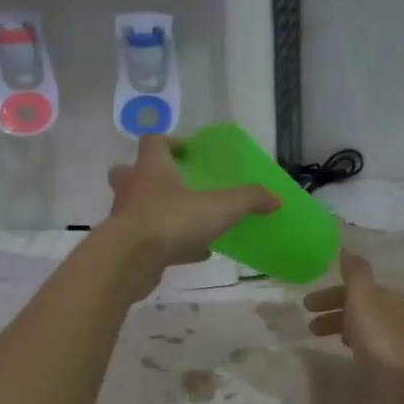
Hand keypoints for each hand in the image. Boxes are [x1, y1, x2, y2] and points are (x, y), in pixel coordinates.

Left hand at [103, 136, 278, 292]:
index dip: (170, 142)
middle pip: (131, 172)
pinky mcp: (128, 248)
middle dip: (151, 176)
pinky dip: (172, 244)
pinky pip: (151, 241)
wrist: (129, 261)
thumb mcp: (220, 207)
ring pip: (140, 209)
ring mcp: (127, 219)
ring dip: (161, 212)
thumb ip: (248, 199)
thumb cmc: (171, 220)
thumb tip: (275, 198)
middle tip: (176, 184)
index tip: (188, 152)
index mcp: (152, 168)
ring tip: (192, 222)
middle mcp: (134, 188)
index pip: (154, 142)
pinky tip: (197, 253)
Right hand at [304, 250, 403, 386]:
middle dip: (334, 312)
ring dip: (343, 328)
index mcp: (388, 295)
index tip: (306, 305)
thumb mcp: (363, 298)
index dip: (330, 294)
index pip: (356, 287)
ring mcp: (401, 338)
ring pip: (367, 326)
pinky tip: (350, 356)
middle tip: (310, 327)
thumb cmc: (381, 338)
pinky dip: (357, 344)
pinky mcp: (401, 362)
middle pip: (361, 306)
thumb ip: (355, 272)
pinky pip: (373, 346)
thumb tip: (348, 247)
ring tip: (324, 342)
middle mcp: (398, 312)